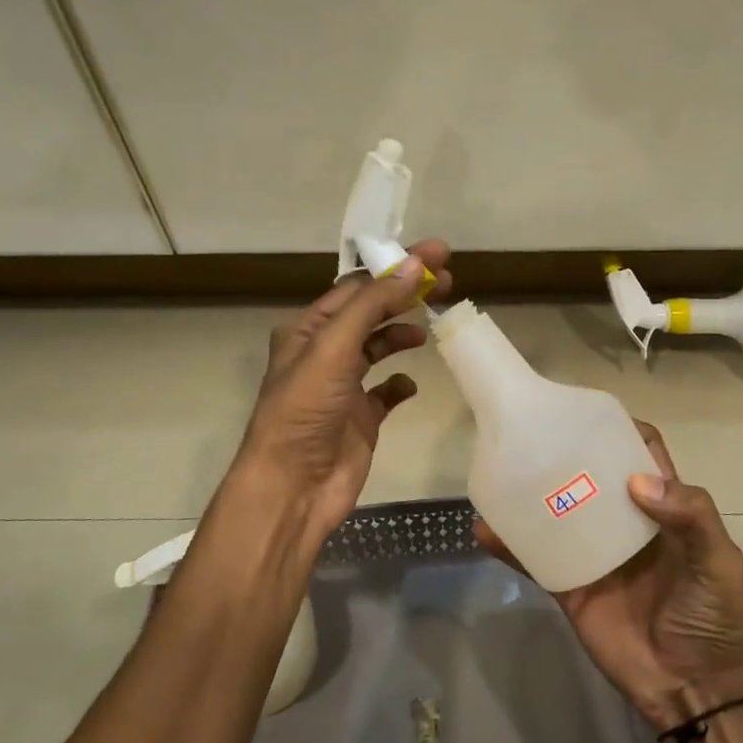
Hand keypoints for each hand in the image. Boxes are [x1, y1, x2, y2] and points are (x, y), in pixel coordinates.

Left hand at [230, 240, 452, 544]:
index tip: (436, 255)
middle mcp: (325, 353)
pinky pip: (387, 391)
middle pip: (372, 312)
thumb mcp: (334, 348)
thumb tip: (415, 266)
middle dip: (407, 293)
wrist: (294, 487)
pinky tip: (411, 383)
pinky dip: (401, 383)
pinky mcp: (362, 418)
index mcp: (308, 330)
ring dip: (403, 333)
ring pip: (379, 347)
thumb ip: (373, 306)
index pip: (357, 287)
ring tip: (431, 325)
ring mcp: (344, 387)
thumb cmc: (306, 411)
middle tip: (448, 280)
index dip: (395, 267)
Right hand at [474, 421, 742, 731]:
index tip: (588, 412)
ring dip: (531, 493)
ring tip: (502, 466)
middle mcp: (624, 523)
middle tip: (533, 430)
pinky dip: (510, 545)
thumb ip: (691, 515)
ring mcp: (593, 554)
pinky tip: (484, 527)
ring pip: (558, 512)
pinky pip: (536, 560)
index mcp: (663, 510)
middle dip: (568, 452)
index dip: (621, 430)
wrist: (691, 688)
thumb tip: (636, 481)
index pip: (642, 456)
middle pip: (593, 476)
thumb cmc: (713, 617)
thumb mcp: (719, 561)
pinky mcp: (570, 586)